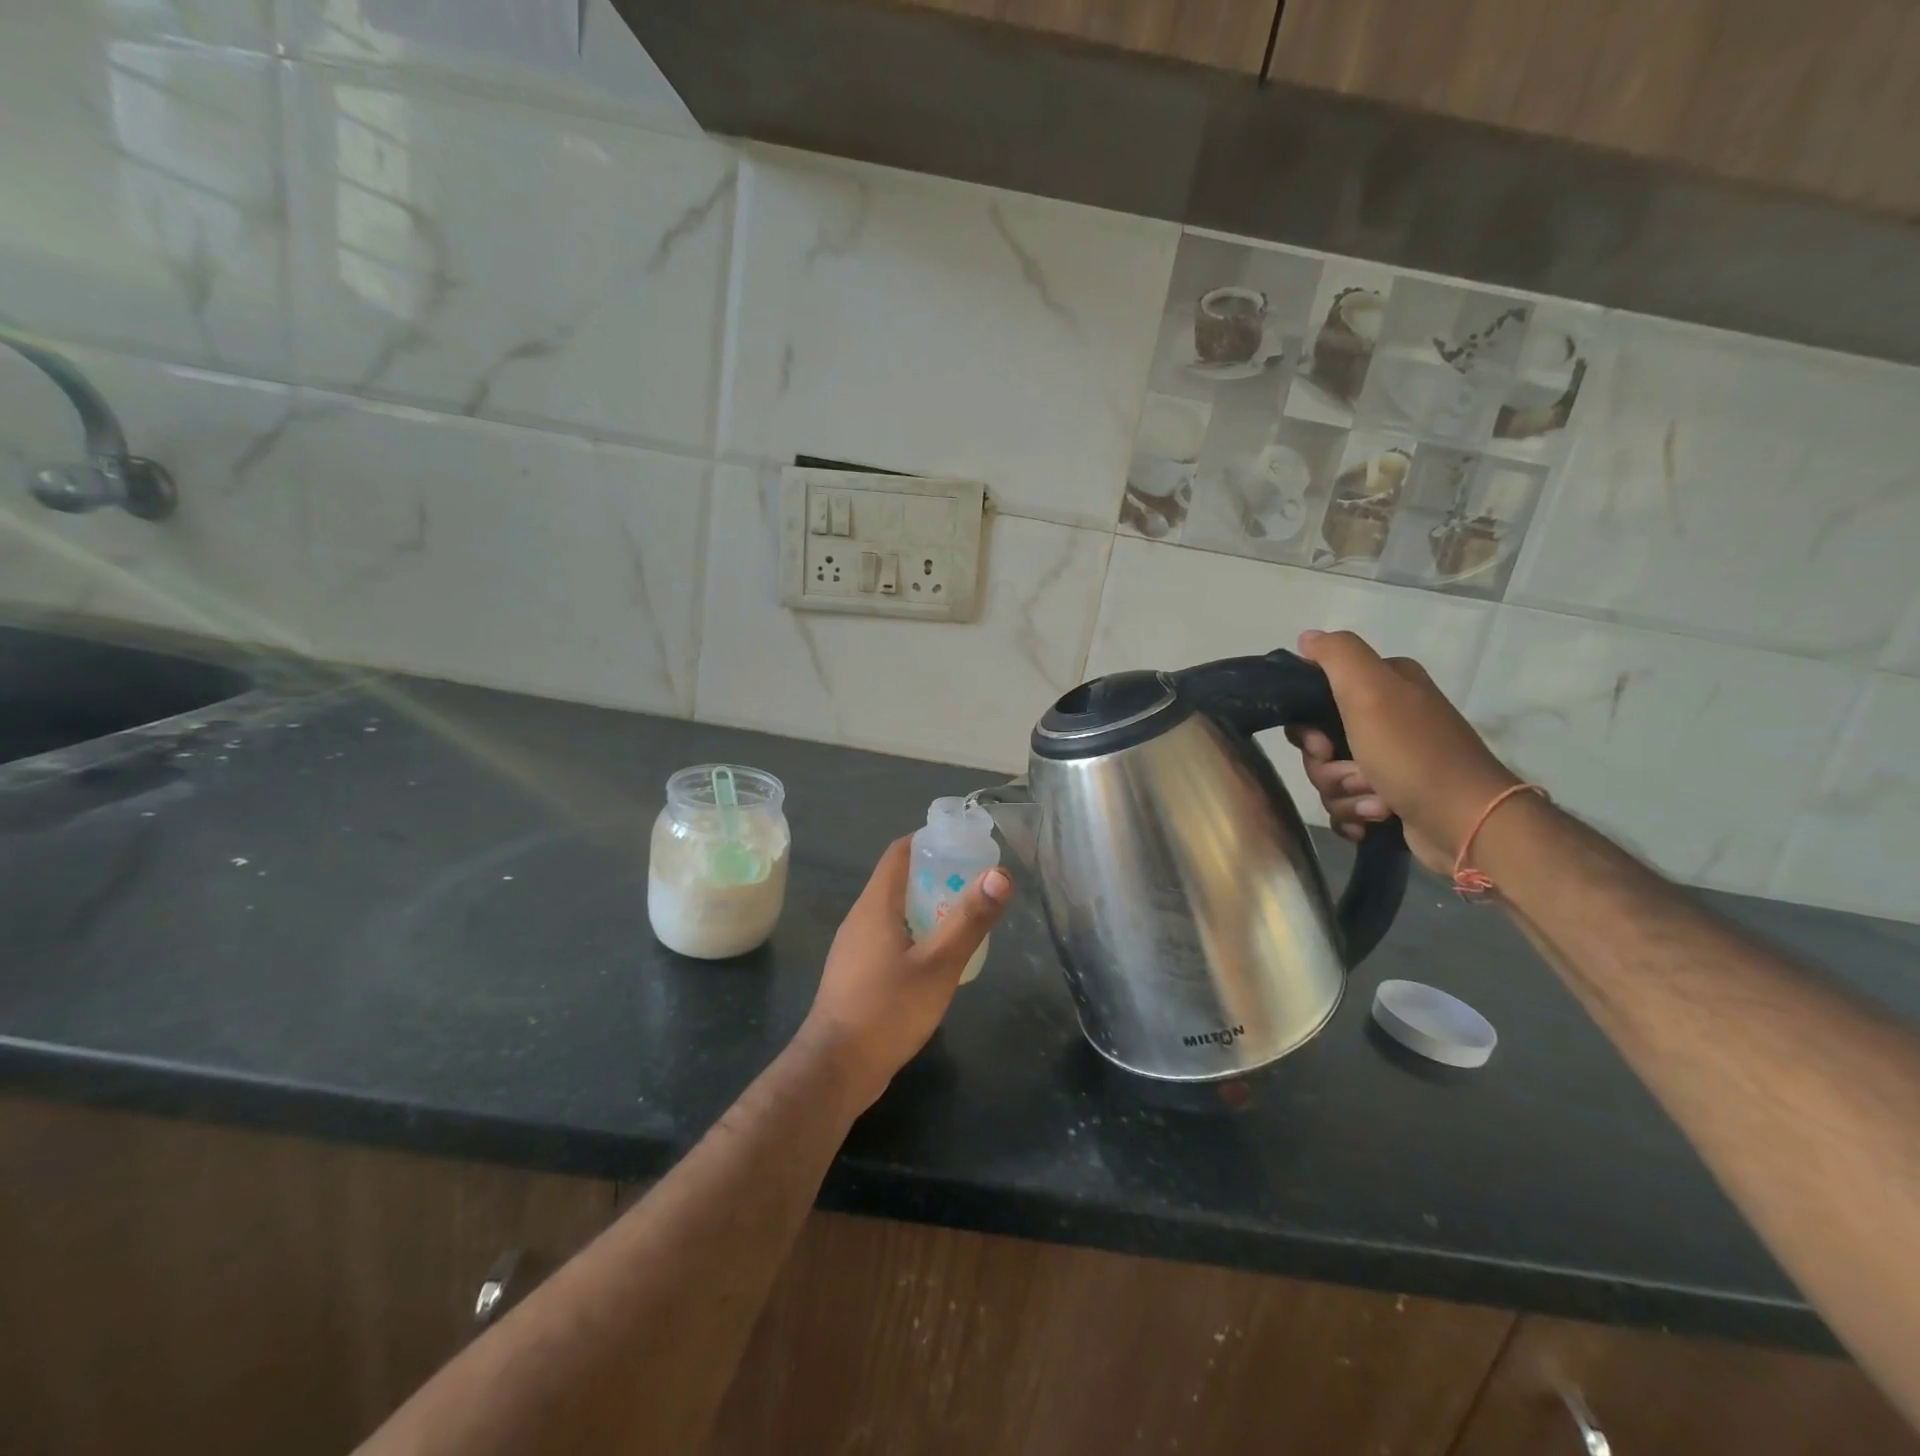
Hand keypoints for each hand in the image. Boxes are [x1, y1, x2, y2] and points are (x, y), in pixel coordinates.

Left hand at [799, 837, 1012, 1109]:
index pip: (900, 852)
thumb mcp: (938, 965)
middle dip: (937, 874)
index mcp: (876, 905)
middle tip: (976, 884)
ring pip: (895, 911)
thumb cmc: (887, 1011)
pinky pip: (889, 937)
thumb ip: (969, 920)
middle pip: (899, 880)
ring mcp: (855, 947)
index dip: (931, 840)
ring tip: (964, 917)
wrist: (836, 1069)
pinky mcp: (857, 973)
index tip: (965, 844)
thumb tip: (1000, 874)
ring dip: (927, 906)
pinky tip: (937, 957)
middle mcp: (861, 917)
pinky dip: (915, 933)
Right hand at [1286, 629, 1520, 876]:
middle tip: (1355, 775)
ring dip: (1344, 794)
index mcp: (1385, 686)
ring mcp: (1389, 760)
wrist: (1465, 821)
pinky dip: (1354, 815)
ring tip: (1376, 801)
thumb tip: (1306, 637)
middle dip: (1326, 767)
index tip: (1320, 744)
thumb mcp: (1371, 691)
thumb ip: (1337, 655)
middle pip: (1318, 744)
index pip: (1316, 696)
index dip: (1307, 726)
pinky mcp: (1389, 796)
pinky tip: (1373, 820)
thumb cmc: (1413, 754)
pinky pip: (1344, 805)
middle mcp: (1387, 718)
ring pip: (1328, 777)